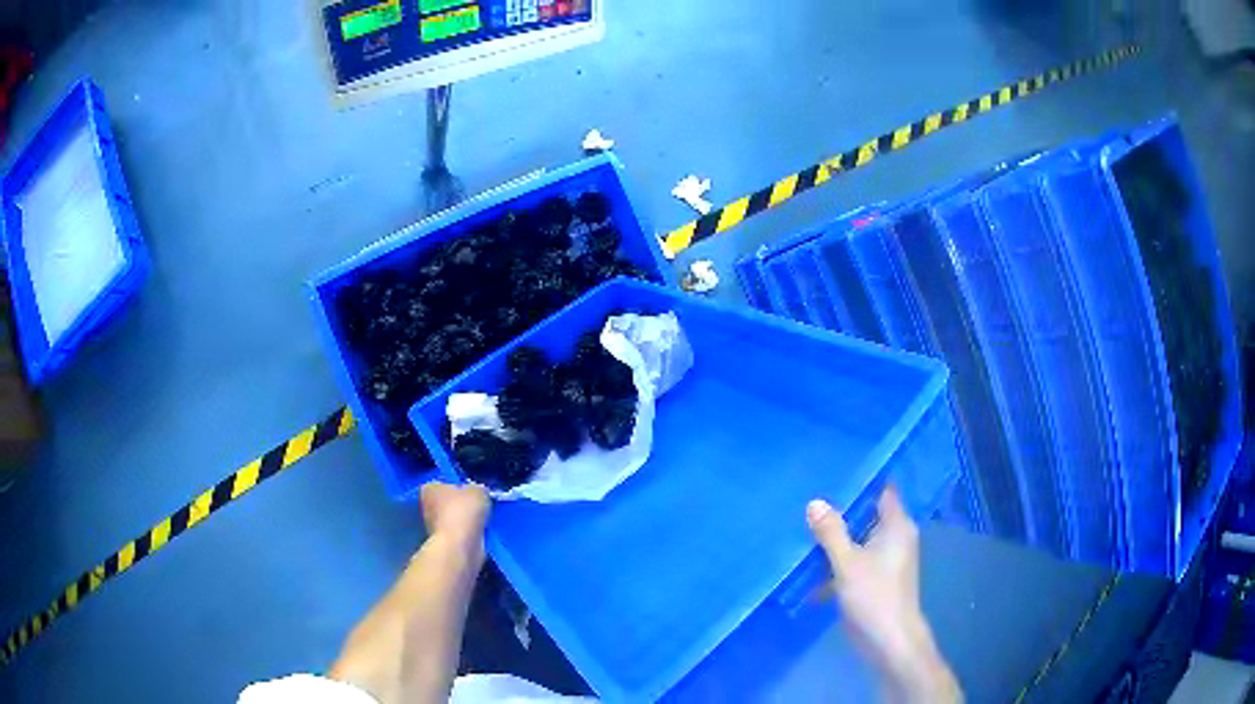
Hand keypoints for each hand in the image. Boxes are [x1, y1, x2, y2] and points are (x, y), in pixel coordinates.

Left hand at [421, 482, 489, 562]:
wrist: (459, 546)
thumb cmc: (463, 512)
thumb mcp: (479, 491)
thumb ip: (478, 489)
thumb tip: (479, 492)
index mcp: (429, 488)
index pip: (443, 483)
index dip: (458, 486)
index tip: (472, 493)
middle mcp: (426, 506)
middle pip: (447, 502)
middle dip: (461, 505)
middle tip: (479, 507)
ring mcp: (432, 527)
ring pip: (453, 520)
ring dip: (465, 522)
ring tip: (482, 522)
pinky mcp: (442, 544)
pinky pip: (458, 535)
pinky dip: (467, 535)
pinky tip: (479, 535)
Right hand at [807, 487, 960, 703]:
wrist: (889, 641)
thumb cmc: (874, 596)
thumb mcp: (847, 563)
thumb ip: (831, 532)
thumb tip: (815, 502)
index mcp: (897, 526)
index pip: (882, 491)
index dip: (862, 481)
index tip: (833, 471)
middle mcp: (895, 538)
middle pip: (867, 515)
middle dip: (841, 511)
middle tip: (809, 499)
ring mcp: (886, 560)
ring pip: (858, 540)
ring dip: (836, 539)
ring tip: (803, 527)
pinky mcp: (876, 579)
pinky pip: (855, 560)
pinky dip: (837, 561)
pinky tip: (810, 566)